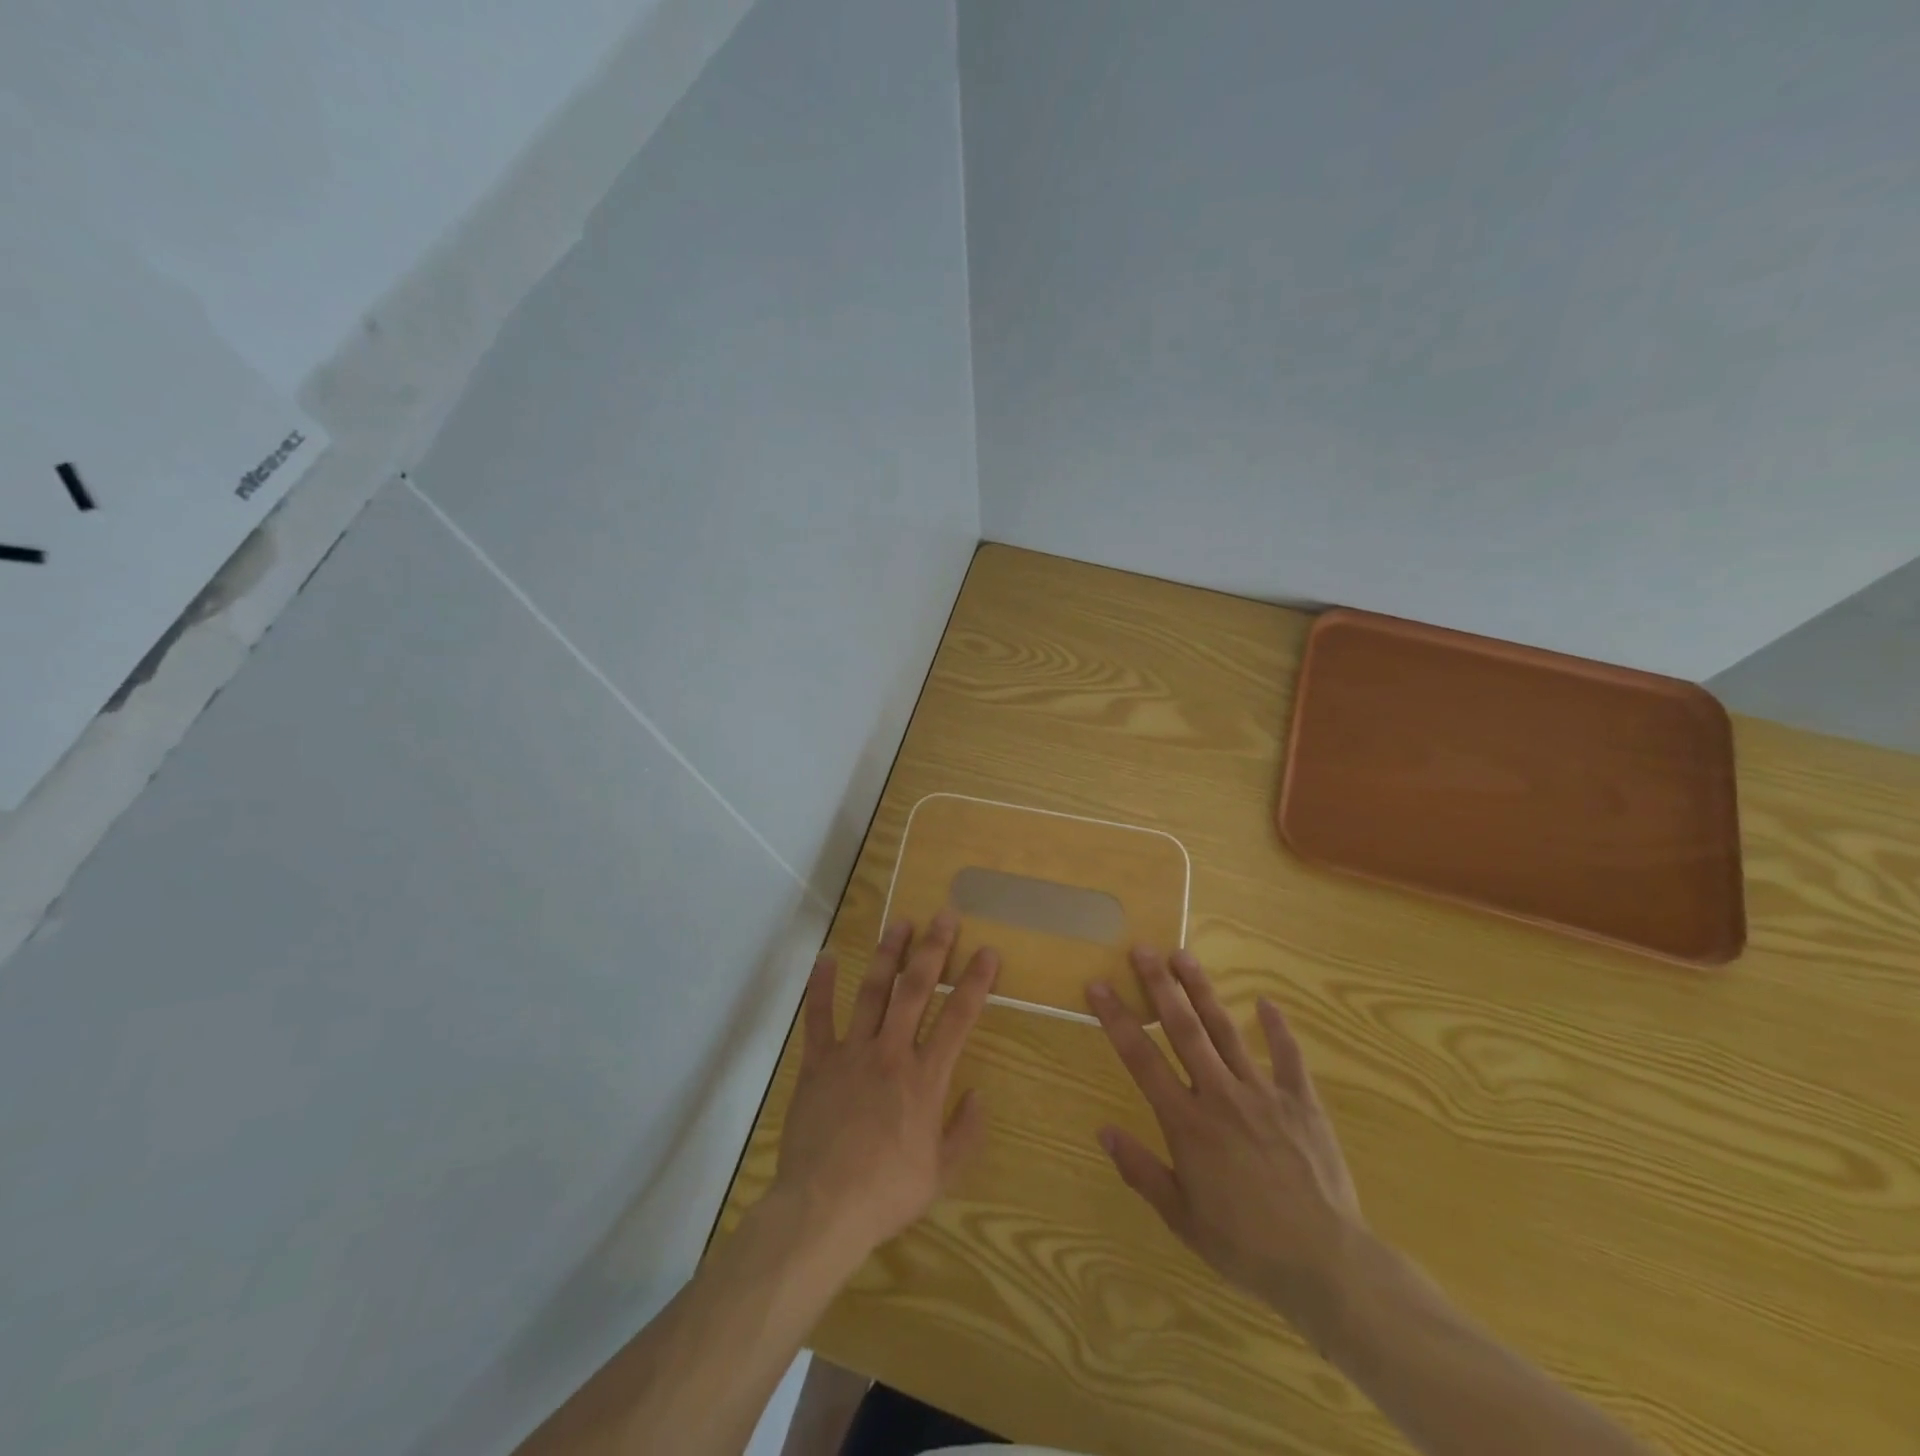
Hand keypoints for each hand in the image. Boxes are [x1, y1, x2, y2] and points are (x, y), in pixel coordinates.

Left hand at [773, 913, 998, 1261]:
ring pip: (872, 991)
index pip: (958, 1018)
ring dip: (887, 954)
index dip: (976, 981)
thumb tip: (979, 1095)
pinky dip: (820, 986)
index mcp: (925, 1078)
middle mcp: (891, 1052)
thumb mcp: (941, 1173)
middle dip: (933, 949)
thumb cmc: (887, 1193)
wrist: (823, 1209)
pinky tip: (826, 957)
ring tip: (900, 923)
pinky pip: (819, 1017)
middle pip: (915, 989)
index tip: (988, 951)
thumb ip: (966, 1132)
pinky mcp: (818, 1063)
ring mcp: (851, 1053)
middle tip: (944, 915)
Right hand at [1087, 947, 1362, 1340]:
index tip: (1098, 985)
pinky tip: (1266, 1002)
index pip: (1141, 1059)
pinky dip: (1277, 1027)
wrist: (1326, 1264)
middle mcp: (1220, 1094)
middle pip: (1184, 1029)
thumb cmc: (1246, 1245)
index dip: (1116, 1018)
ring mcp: (1264, 1092)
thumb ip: (1141, 1171)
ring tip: (1183, 955)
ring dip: (1203, 990)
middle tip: (1142, 948)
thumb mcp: (1182, 1218)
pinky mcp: (1302, 1101)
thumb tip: (1103, 1131)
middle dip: (1160, 986)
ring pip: (1227, 1030)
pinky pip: (1288, 1056)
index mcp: (1187, 1122)